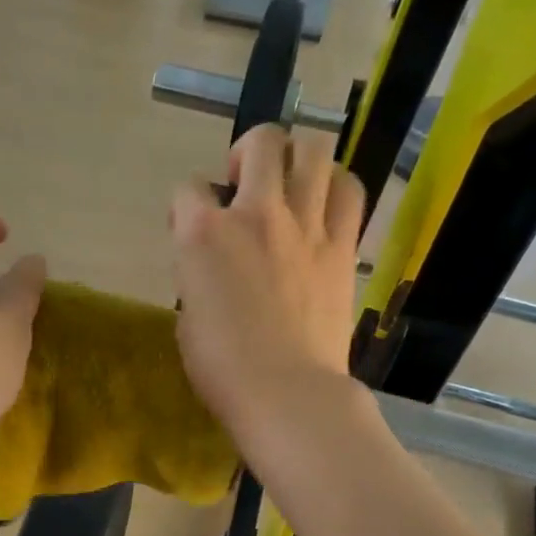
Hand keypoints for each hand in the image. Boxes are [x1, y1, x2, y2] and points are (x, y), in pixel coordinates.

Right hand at [170, 126, 365, 443]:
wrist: (287, 392)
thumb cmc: (223, 369)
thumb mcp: (188, 318)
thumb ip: (198, 277)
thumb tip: (213, 267)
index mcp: (204, 234)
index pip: (187, 189)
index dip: (186, 206)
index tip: (190, 229)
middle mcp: (255, 214)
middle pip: (261, 142)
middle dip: (248, 152)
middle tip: (245, 184)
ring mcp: (305, 226)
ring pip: (313, 151)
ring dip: (298, 158)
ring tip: (291, 184)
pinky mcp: (341, 246)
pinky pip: (350, 191)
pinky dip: (337, 187)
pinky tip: (326, 205)